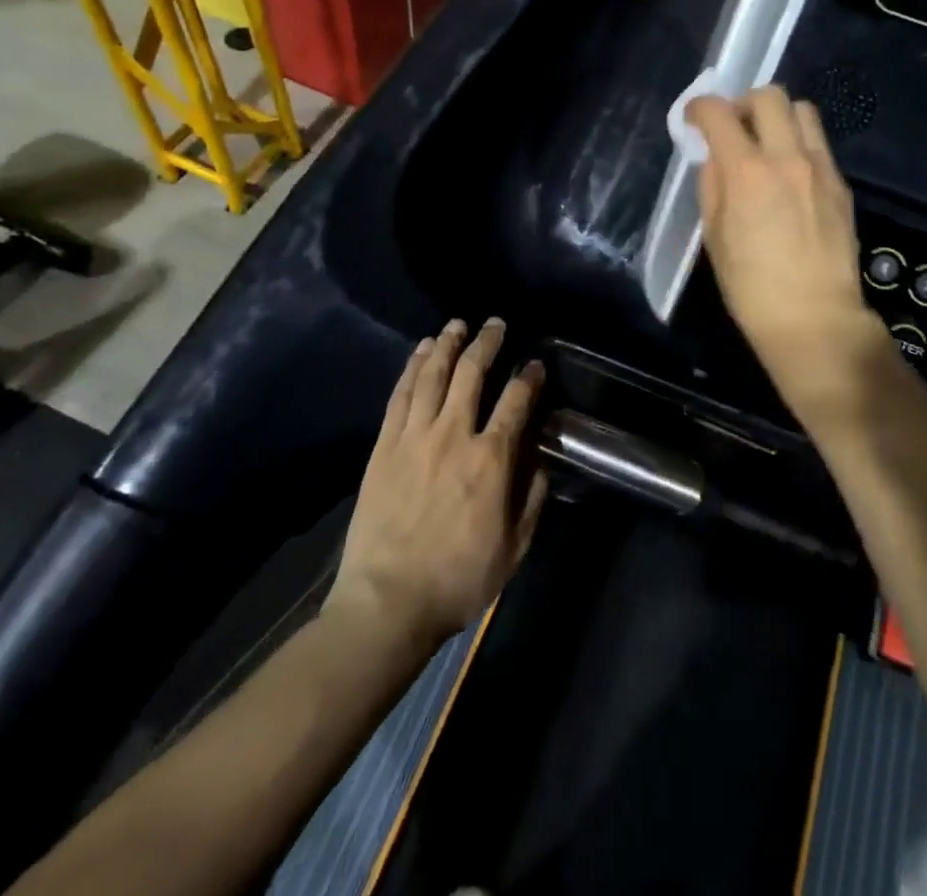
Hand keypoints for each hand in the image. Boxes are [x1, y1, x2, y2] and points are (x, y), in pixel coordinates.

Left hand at [328, 319, 548, 647]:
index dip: (529, 377)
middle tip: (495, 324)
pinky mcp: (385, 445)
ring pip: (432, 375)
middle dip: (487, 343)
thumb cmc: (458, 579)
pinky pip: (400, 395)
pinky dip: (412, 367)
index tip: (535, 364)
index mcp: (491, 460)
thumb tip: (541, 457)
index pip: (516, 402)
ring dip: (447, 344)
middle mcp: (453, 435)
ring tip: (457, 325)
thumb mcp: (515, 547)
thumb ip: (533, 497)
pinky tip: (420, 351)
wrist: (387, 602)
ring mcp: (414, 436)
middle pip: (472, 374)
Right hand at [686, 87, 890, 422]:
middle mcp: (787, 157)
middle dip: (742, 102)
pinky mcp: (840, 184)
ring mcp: (820, 168)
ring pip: (802, 110)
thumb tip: (716, 156)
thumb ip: (712, 185)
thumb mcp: (714, 235)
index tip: (693, 118)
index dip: (699, 108)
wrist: (813, 318)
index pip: (719, 113)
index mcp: (747, 171)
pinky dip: (798, 144)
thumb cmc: (751, 286)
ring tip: (766, 143)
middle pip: (768, 95)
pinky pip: (818, 144)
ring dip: (777, 117)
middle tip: (733, 127)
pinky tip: (789, 176)